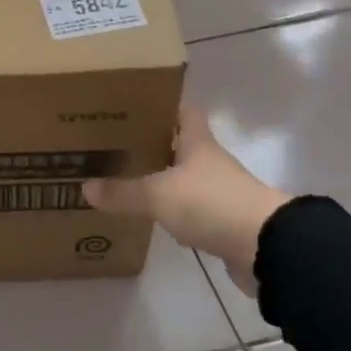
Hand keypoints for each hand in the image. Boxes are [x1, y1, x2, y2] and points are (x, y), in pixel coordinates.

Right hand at [82, 104, 290, 294]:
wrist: (265, 247)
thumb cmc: (211, 203)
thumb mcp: (158, 195)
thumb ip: (122, 192)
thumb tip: (85, 187)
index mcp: (197, 143)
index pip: (183, 111)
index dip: (163, 104)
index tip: (136, 102)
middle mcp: (209, 163)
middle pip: (180, 145)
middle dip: (152, 143)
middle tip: (117, 143)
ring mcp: (219, 193)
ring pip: (184, 179)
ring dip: (161, 179)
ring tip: (126, 179)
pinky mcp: (222, 222)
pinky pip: (191, 212)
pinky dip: (172, 213)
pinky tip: (152, 219)